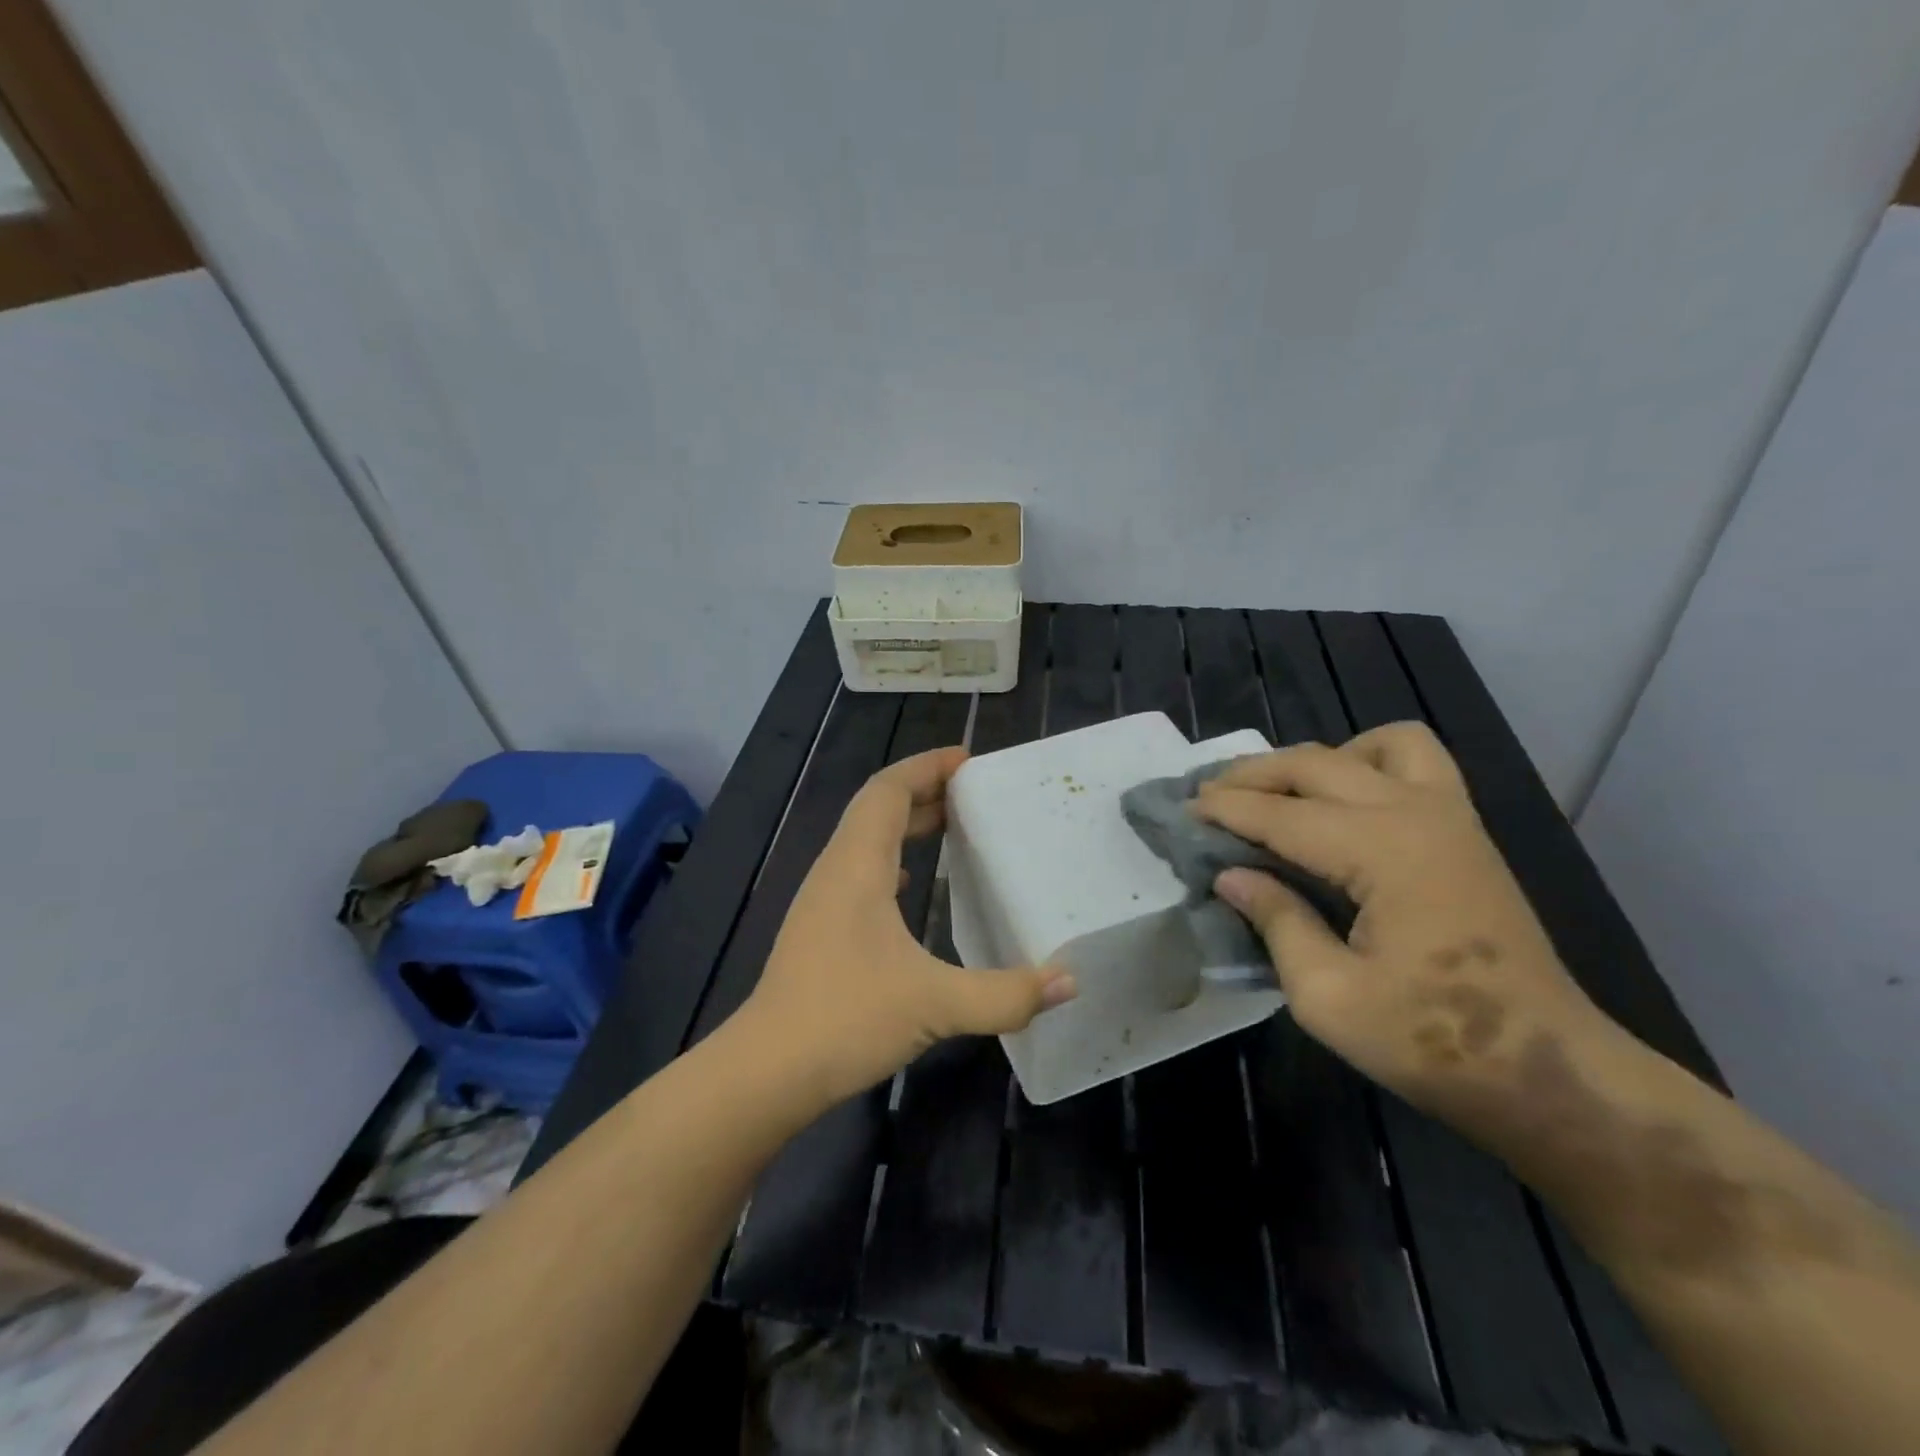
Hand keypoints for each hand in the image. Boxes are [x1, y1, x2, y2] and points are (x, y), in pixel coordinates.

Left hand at [738, 746, 1075, 1109]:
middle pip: (877, 808)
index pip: (888, 790)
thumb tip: (1070, 981)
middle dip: (924, 790)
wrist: (768, 1070)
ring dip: (906, 824)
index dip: (926, 766)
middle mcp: (836, 870)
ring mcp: (822, 899)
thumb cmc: (847, 1019)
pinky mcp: (819, 928)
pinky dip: (891, 859)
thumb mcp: (936, 1004)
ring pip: (866, 839)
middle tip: (973, 792)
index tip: (968, 759)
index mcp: (858, 865)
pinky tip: (910, 883)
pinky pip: (859, 870)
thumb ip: (1007, 994)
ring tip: (952, 826)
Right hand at [1194, 723, 1608, 1118]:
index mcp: (1381, 850)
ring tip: (1282, 793)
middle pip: (1314, 764)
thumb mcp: (1328, 997)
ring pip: (1371, 746)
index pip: (1280, 813)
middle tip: (1208, 796)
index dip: (1224, 809)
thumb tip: (1230, 875)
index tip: (1180, 810)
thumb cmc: (1432, 1042)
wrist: (1547, 1071)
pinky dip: (1369, 761)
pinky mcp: (1467, 832)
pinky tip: (1346, 801)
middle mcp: (1415, 813)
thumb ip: (1275, 922)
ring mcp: (1450, 816)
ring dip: (1315, 759)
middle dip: (1252, 774)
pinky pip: (1417, 761)